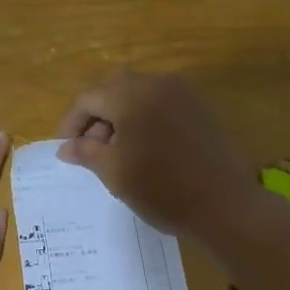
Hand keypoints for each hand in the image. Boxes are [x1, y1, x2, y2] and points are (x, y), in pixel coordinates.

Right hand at [55, 71, 254, 237]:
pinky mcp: (200, 108)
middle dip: (96, 116)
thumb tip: (65, 147)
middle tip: (88, 149)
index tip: (65, 149)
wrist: (224, 205)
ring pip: (138, 94)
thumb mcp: (115, 173)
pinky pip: (161, 104)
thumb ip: (86, 153)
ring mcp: (183, 93)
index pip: (89, 98)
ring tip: (115, 153)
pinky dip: (144, 119)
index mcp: (132, 95)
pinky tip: (144, 149)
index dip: (71, 123)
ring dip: (120, 117)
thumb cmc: (162, 190)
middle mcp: (157, 83)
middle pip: (113, 89)